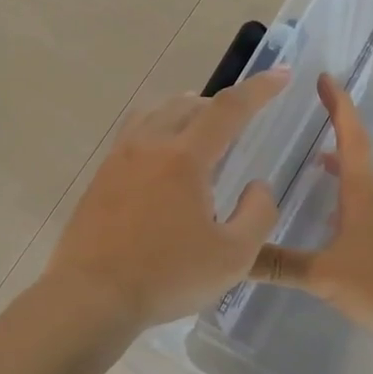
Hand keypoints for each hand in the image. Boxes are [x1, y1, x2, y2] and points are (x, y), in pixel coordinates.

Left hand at [45, 69, 288, 328]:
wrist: (91, 298)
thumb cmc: (167, 277)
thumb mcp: (234, 257)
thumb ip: (258, 214)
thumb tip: (257, 186)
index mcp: (185, 158)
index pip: (229, 108)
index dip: (259, 89)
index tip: (281, 75)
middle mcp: (149, 146)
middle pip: (188, 104)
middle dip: (220, 104)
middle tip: (240, 119)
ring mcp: (118, 159)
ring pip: (155, 114)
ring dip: (185, 112)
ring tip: (200, 132)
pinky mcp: (100, 178)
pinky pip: (134, 135)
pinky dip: (158, 132)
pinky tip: (161, 163)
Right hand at [249, 74, 372, 334]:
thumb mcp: (324, 274)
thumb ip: (280, 266)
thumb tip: (235, 258)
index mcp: (362, 193)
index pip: (350, 137)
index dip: (337, 106)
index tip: (325, 78)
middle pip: (356, 155)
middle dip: (335, 132)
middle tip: (313, 116)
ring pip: (360, 184)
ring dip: (340, 168)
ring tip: (315, 165)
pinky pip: (363, 210)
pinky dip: (344, 200)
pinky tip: (331, 223)